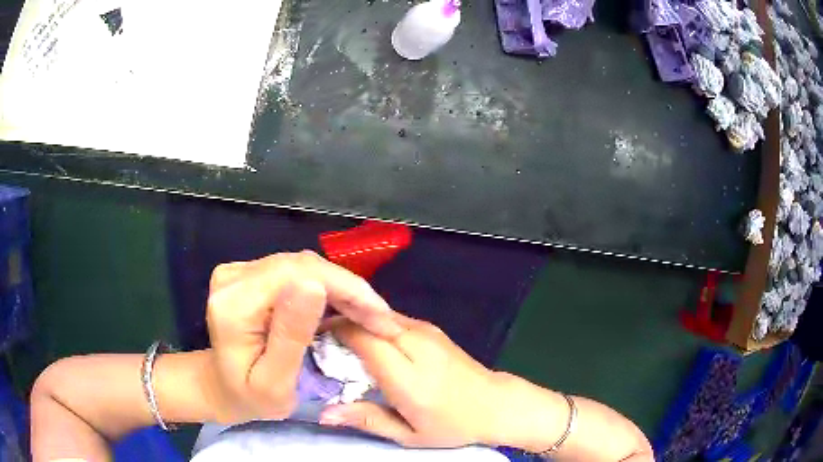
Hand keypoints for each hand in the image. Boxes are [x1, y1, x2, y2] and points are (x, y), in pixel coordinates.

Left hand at [203, 251, 402, 423]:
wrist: (223, 388)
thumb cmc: (250, 397)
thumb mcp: (274, 382)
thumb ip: (291, 335)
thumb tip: (314, 285)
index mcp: (233, 304)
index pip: (296, 275)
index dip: (345, 289)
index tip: (381, 317)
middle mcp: (232, 277)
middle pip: (301, 266)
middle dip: (349, 289)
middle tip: (381, 319)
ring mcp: (238, 271)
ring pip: (302, 266)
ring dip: (340, 288)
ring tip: (369, 315)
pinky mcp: (248, 273)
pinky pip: (295, 271)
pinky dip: (325, 288)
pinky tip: (343, 306)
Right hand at [319, 315, 501, 447]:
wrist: (495, 404)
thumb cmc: (452, 425)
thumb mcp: (408, 434)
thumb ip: (367, 420)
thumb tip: (324, 413)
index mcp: (408, 374)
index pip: (362, 337)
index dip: (333, 332)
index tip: (312, 340)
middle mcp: (416, 343)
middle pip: (367, 320)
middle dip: (340, 323)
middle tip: (319, 340)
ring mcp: (427, 331)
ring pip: (379, 315)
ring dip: (356, 322)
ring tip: (337, 340)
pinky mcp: (432, 328)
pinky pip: (393, 319)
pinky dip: (373, 324)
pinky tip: (366, 341)